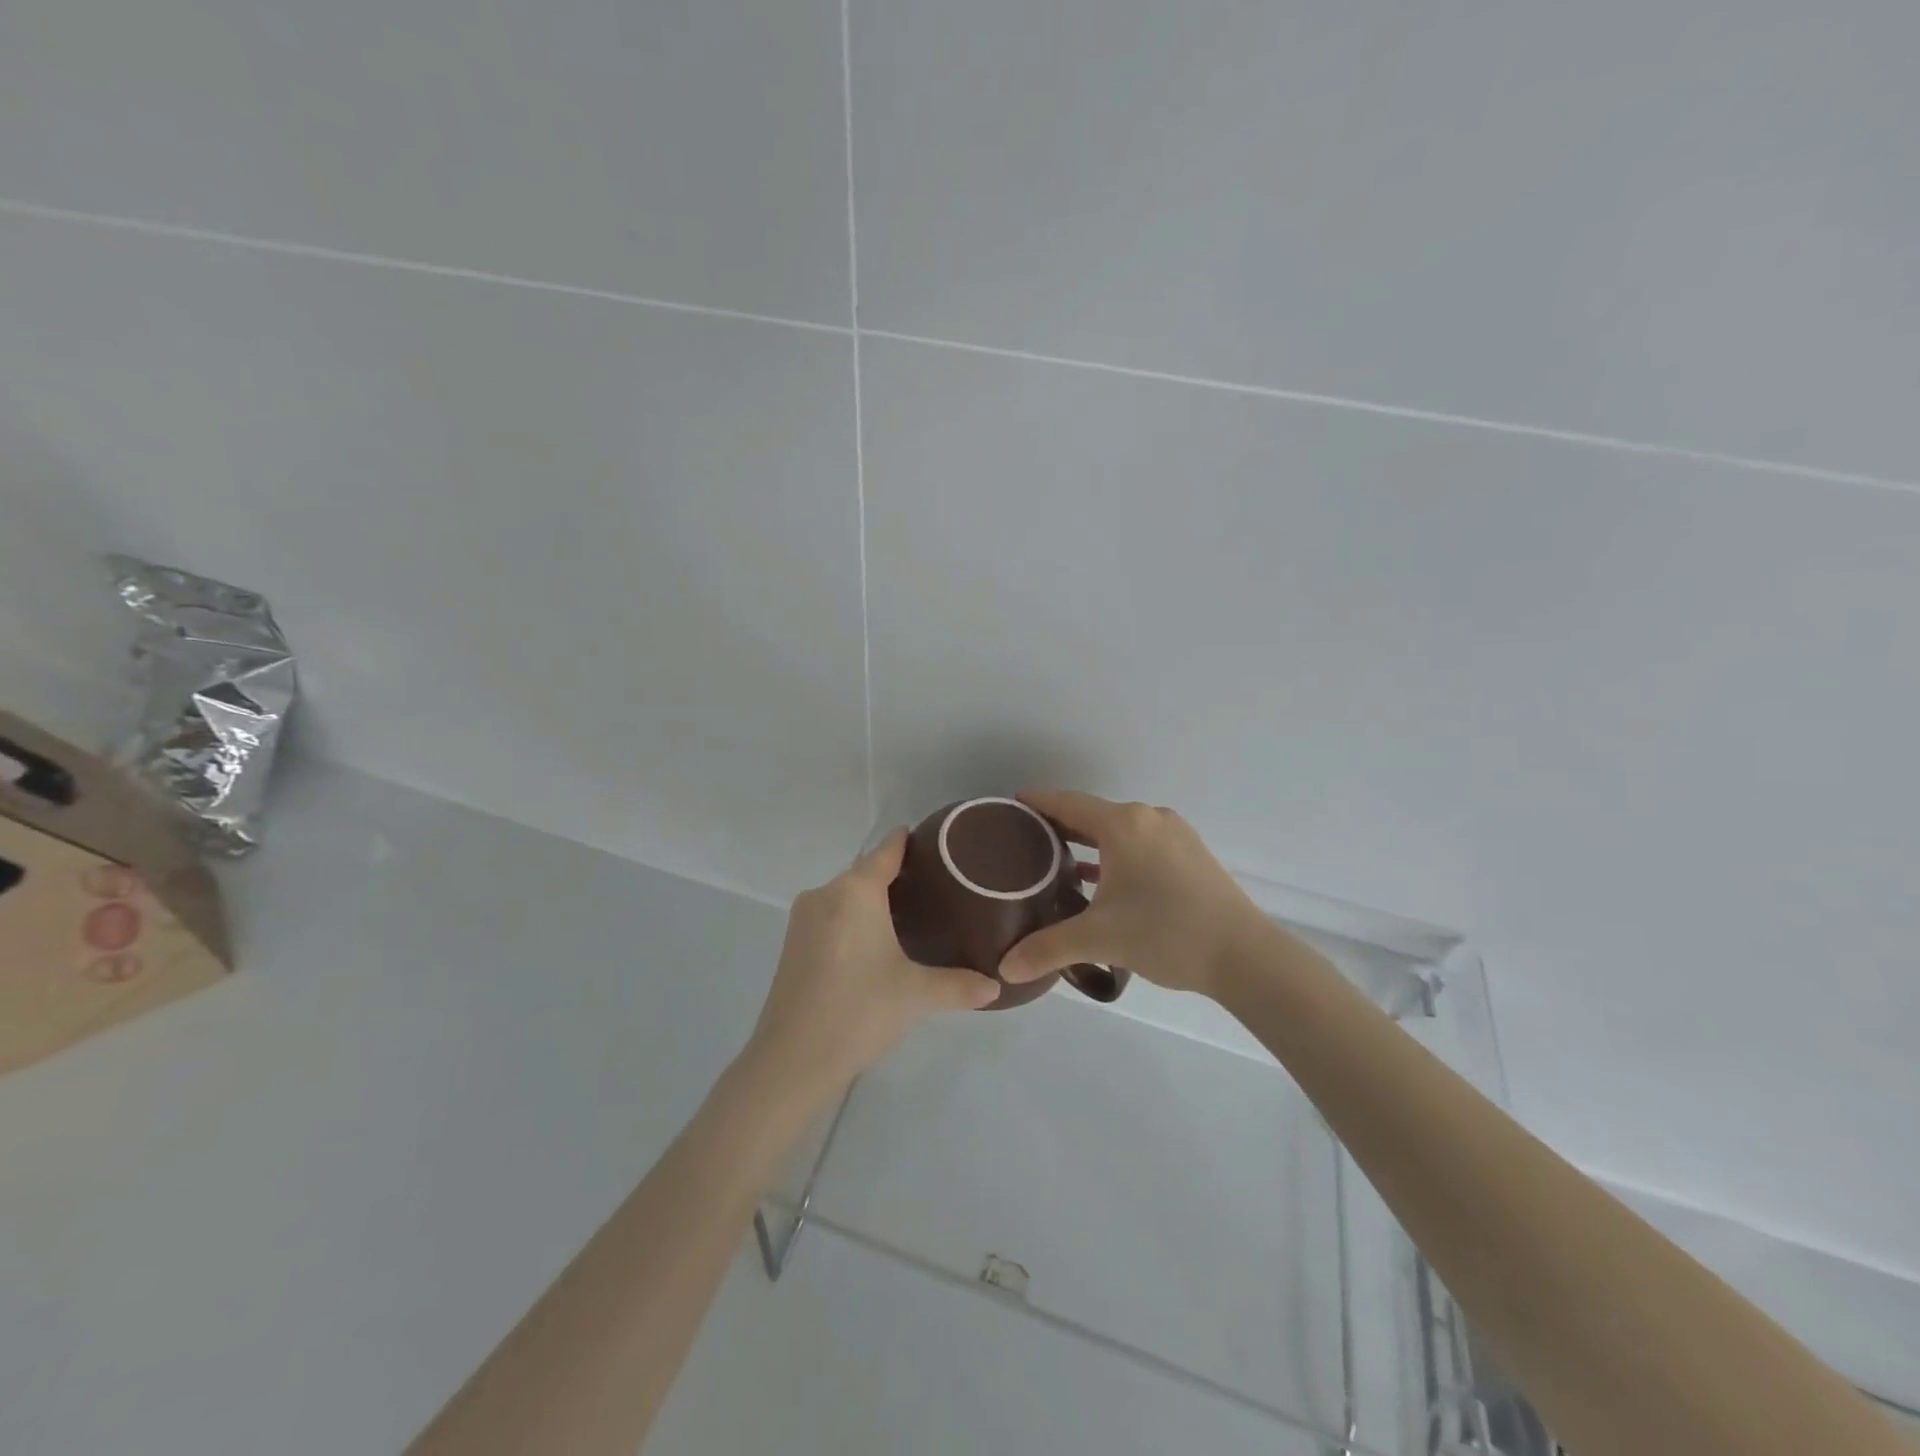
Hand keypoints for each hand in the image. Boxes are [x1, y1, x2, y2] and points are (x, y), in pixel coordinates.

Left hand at [743, 829, 999, 1105]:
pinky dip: (852, 919)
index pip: (886, 852)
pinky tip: (873, 942)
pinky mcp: (792, 944)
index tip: (930, 838)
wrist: (791, 1059)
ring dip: (872, 900)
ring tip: (909, 915)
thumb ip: (959, 985)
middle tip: (934, 888)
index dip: (907, 842)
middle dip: (895, 876)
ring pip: (846, 896)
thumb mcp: (916, 995)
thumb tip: (996, 987)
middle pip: (865, 873)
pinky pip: (830, 916)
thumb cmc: (859, 1011)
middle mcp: (826, 894)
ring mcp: (803, 919)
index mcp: (855, 892)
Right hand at [999, 790, 1273, 998]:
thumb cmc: (1165, 933)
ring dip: (1090, 842)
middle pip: (1093, 813)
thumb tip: (1004, 969)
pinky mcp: (1192, 854)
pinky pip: (1141, 843)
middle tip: (1026, 841)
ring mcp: (1175, 834)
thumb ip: (1047, 949)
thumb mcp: (1099, 939)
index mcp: (1123, 825)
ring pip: (1119, 830)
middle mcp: (1149, 819)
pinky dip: (1116, 854)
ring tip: (1059, 861)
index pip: (1068, 802)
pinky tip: (1103, 879)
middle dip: (1060, 825)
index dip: (1037, 802)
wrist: (1245, 955)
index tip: (1011, 805)